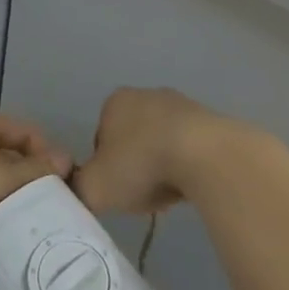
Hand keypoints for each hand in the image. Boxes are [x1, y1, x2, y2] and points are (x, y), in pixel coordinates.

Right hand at [72, 87, 239, 215]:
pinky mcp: (210, 120)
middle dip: (136, 166)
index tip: (117, 190)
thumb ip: (78, 189)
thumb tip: (79, 191)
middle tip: (142, 194)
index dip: (105, 168)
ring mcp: (181, 104)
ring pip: (162, 143)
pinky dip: (187, 165)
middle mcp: (146, 95)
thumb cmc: (141, 165)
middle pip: (132, 140)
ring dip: (163, 166)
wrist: (205, 156)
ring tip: (169, 193)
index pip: (100, 139)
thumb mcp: (95, 187)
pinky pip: (190, 148)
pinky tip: (191, 185)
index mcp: (114, 102)